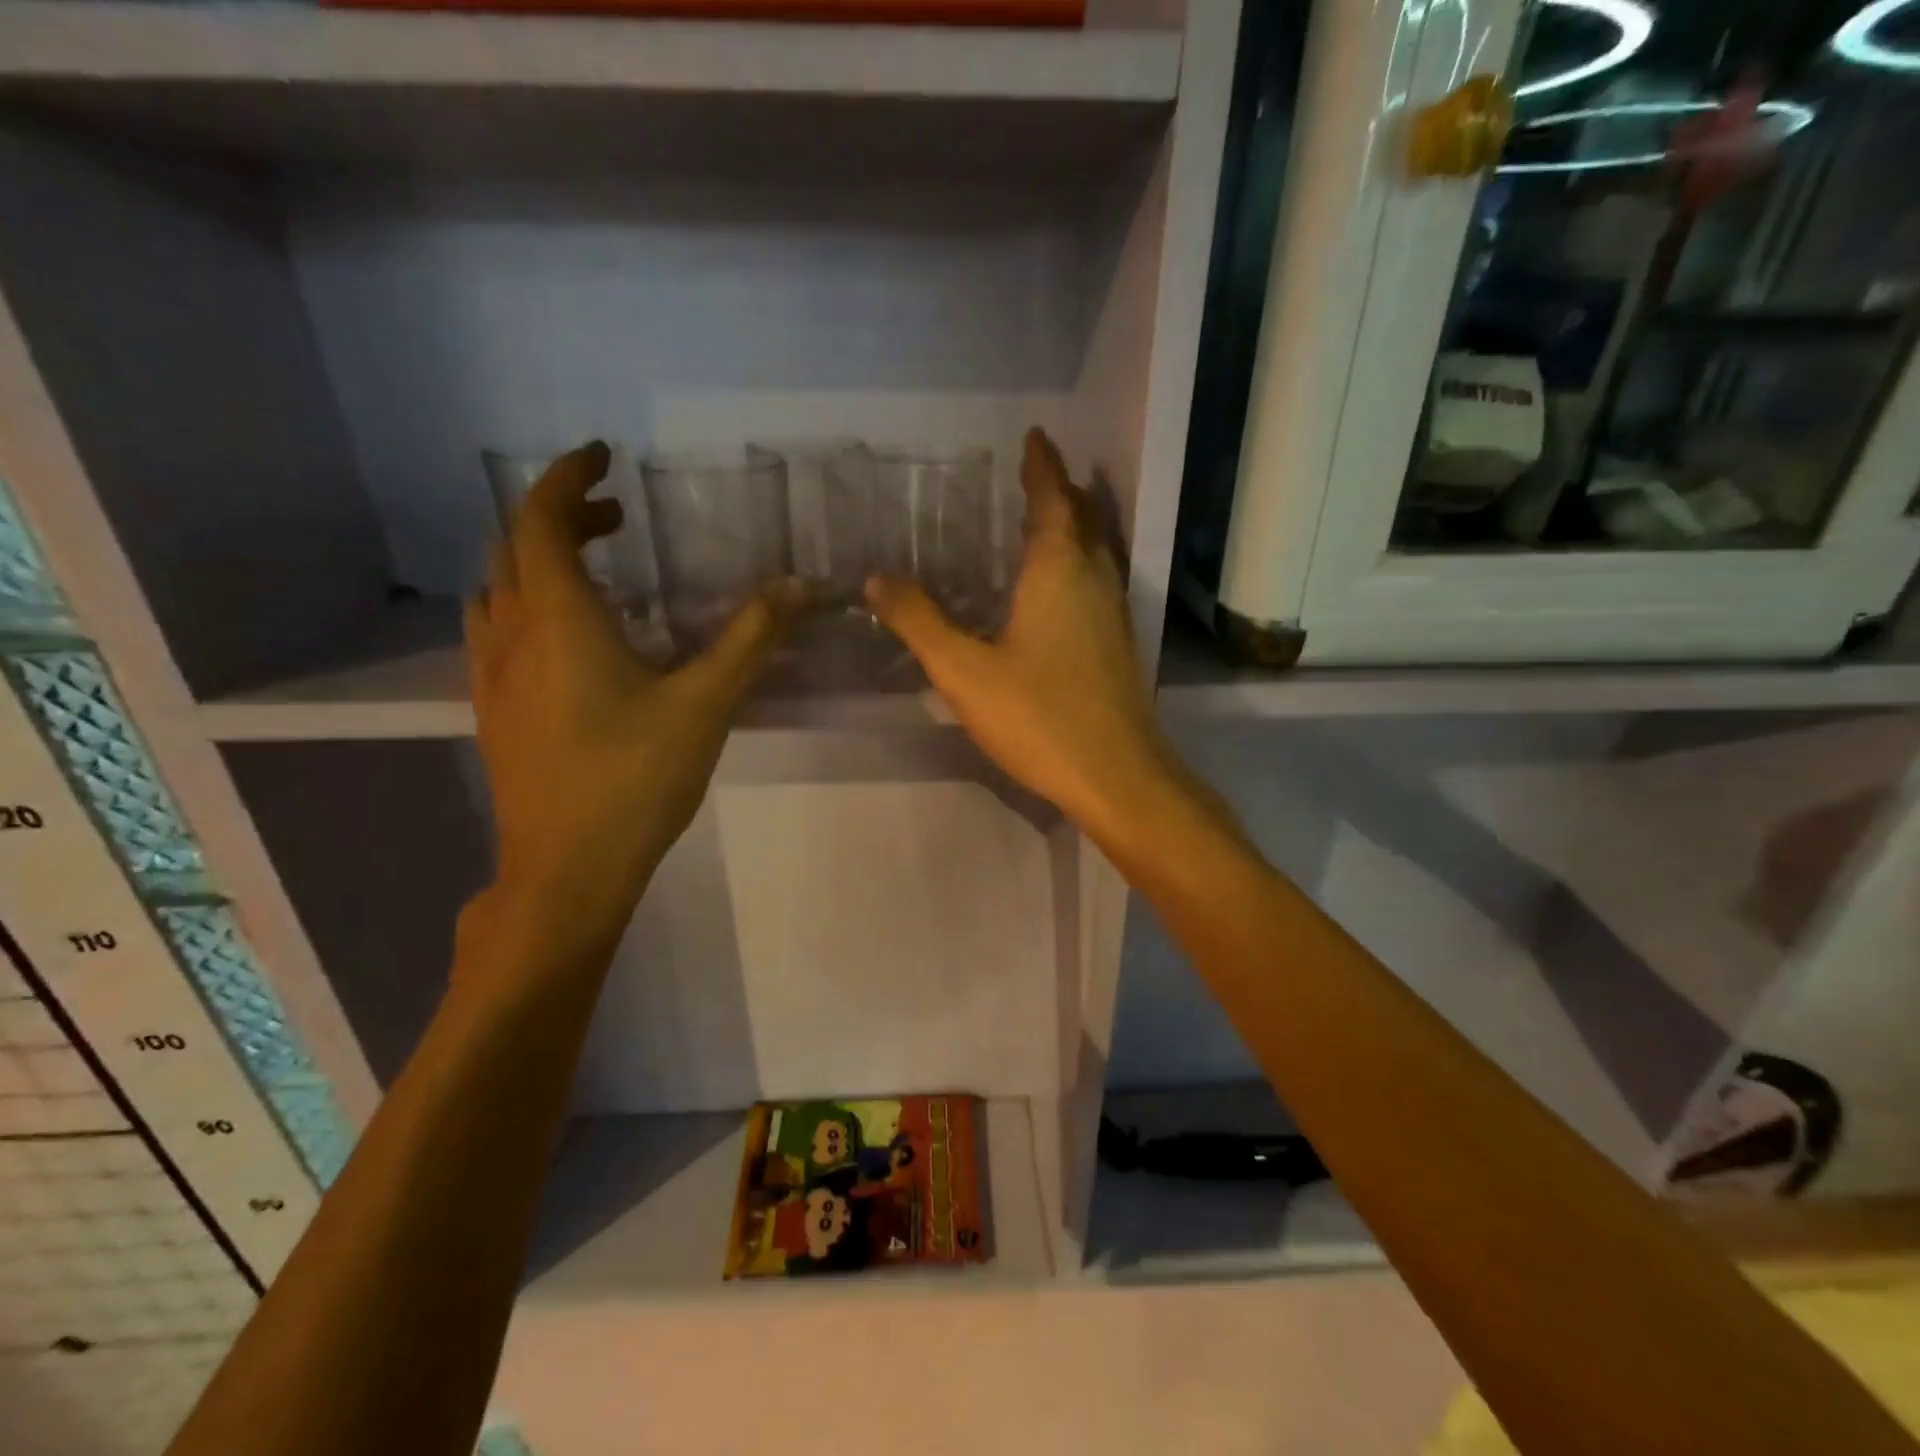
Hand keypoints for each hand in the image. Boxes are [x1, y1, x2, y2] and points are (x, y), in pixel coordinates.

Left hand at [462, 441, 797, 966]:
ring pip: (499, 590)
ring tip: (595, 569)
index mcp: (556, 618)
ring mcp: (491, 676)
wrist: (566, 870)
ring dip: (539, 561)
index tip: (603, 457)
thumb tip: (799, 584)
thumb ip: (752, 638)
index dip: (567, 476)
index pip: (540, 518)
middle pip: (517, 547)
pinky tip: (570, 640)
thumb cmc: (634, 779)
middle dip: (564, 518)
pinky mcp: (494, 712)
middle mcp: (511, 634)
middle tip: (619, 520)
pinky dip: (528, 605)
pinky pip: (497, 631)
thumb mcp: (706, 704)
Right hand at [865, 428, 1185, 842]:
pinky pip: (1097, 583)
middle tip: (1035, 475)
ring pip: (1096, 552)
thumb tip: (877, 580)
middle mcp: (1094, 580)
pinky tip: (1057, 593)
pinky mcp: (1117, 647)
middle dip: (1061, 491)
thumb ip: (920, 623)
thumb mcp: (965, 672)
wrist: (1117, 777)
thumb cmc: (1040, 717)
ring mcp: (1113, 614)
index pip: (1052, 498)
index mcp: (1058, 570)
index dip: (1041, 465)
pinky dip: (1078, 565)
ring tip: (1045, 522)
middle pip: (1083, 518)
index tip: (1034, 436)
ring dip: (1075, 527)